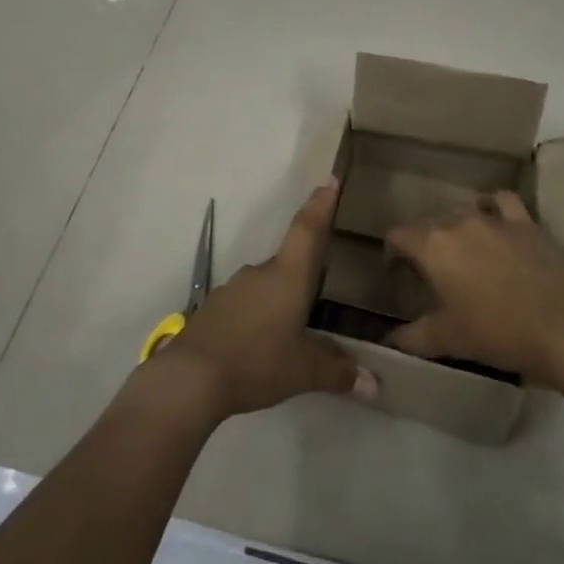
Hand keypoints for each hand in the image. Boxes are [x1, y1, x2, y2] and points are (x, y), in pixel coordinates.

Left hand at [150, 180, 375, 420]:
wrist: (190, 377)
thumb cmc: (256, 362)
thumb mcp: (303, 371)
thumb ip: (337, 371)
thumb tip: (373, 383)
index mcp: (287, 276)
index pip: (307, 230)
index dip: (320, 205)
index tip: (328, 180)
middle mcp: (259, 273)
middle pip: (288, 262)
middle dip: (305, 274)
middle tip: (322, 288)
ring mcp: (233, 289)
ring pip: (266, 285)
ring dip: (280, 299)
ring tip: (294, 326)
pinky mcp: (214, 309)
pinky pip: (246, 304)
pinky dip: (258, 315)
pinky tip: (262, 342)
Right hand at [386, 191, 563, 387]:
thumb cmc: (499, 333)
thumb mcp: (449, 340)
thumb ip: (413, 337)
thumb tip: (389, 341)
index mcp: (433, 246)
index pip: (399, 235)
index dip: (392, 252)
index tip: (396, 273)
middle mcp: (459, 222)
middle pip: (429, 223)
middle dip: (424, 243)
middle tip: (430, 272)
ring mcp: (495, 219)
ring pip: (463, 211)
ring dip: (455, 227)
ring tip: (461, 249)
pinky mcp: (526, 223)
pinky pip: (501, 201)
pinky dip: (492, 205)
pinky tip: (492, 218)